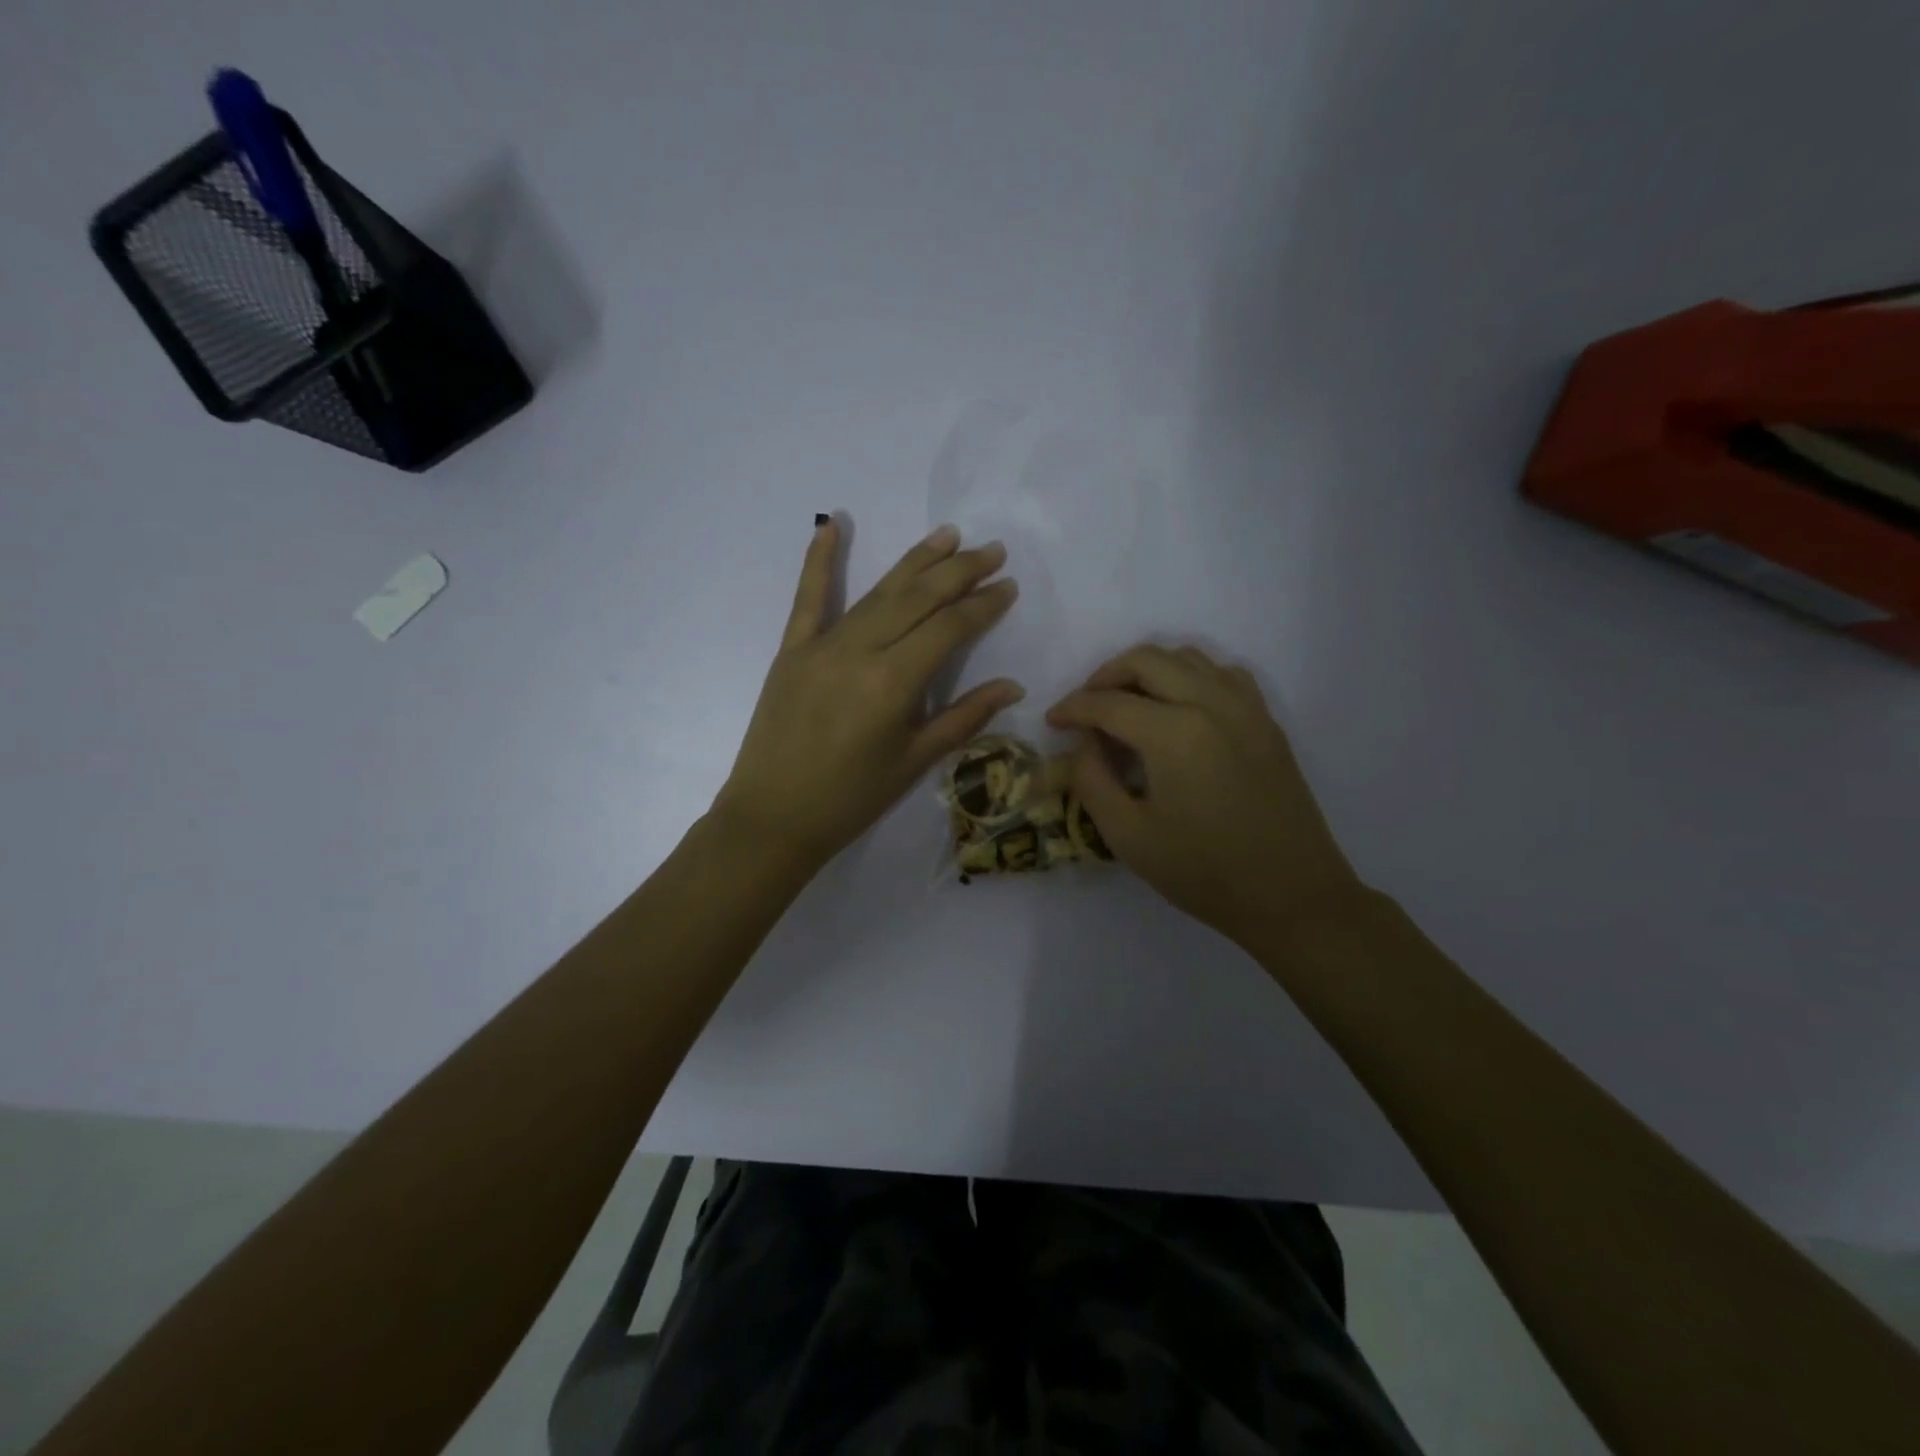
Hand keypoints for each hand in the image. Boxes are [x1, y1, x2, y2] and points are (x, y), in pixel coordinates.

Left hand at [715, 519, 1023, 869]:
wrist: (773, 817)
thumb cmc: (851, 799)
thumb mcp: (914, 762)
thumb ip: (964, 718)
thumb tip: (1013, 686)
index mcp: (893, 683)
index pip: (949, 629)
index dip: (983, 605)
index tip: (1008, 586)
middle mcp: (860, 651)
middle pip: (918, 599)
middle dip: (959, 572)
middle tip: (992, 550)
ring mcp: (821, 645)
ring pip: (877, 592)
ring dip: (915, 561)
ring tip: (948, 535)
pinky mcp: (792, 649)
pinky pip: (808, 597)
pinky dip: (819, 560)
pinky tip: (832, 524)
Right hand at [1046, 644, 1364, 946]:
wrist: (1291, 895)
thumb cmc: (1204, 873)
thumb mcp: (1128, 836)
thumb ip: (1091, 780)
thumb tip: (1084, 744)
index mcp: (1174, 733)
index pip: (1108, 702)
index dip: (1072, 708)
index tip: (1052, 722)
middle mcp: (1211, 703)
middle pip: (1146, 660)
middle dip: (1105, 676)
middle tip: (1086, 707)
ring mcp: (1245, 707)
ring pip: (1186, 657)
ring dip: (1147, 670)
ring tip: (1127, 703)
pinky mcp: (1266, 721)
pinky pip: (1222, 673)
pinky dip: (1190, 676)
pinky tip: (1179, 707)